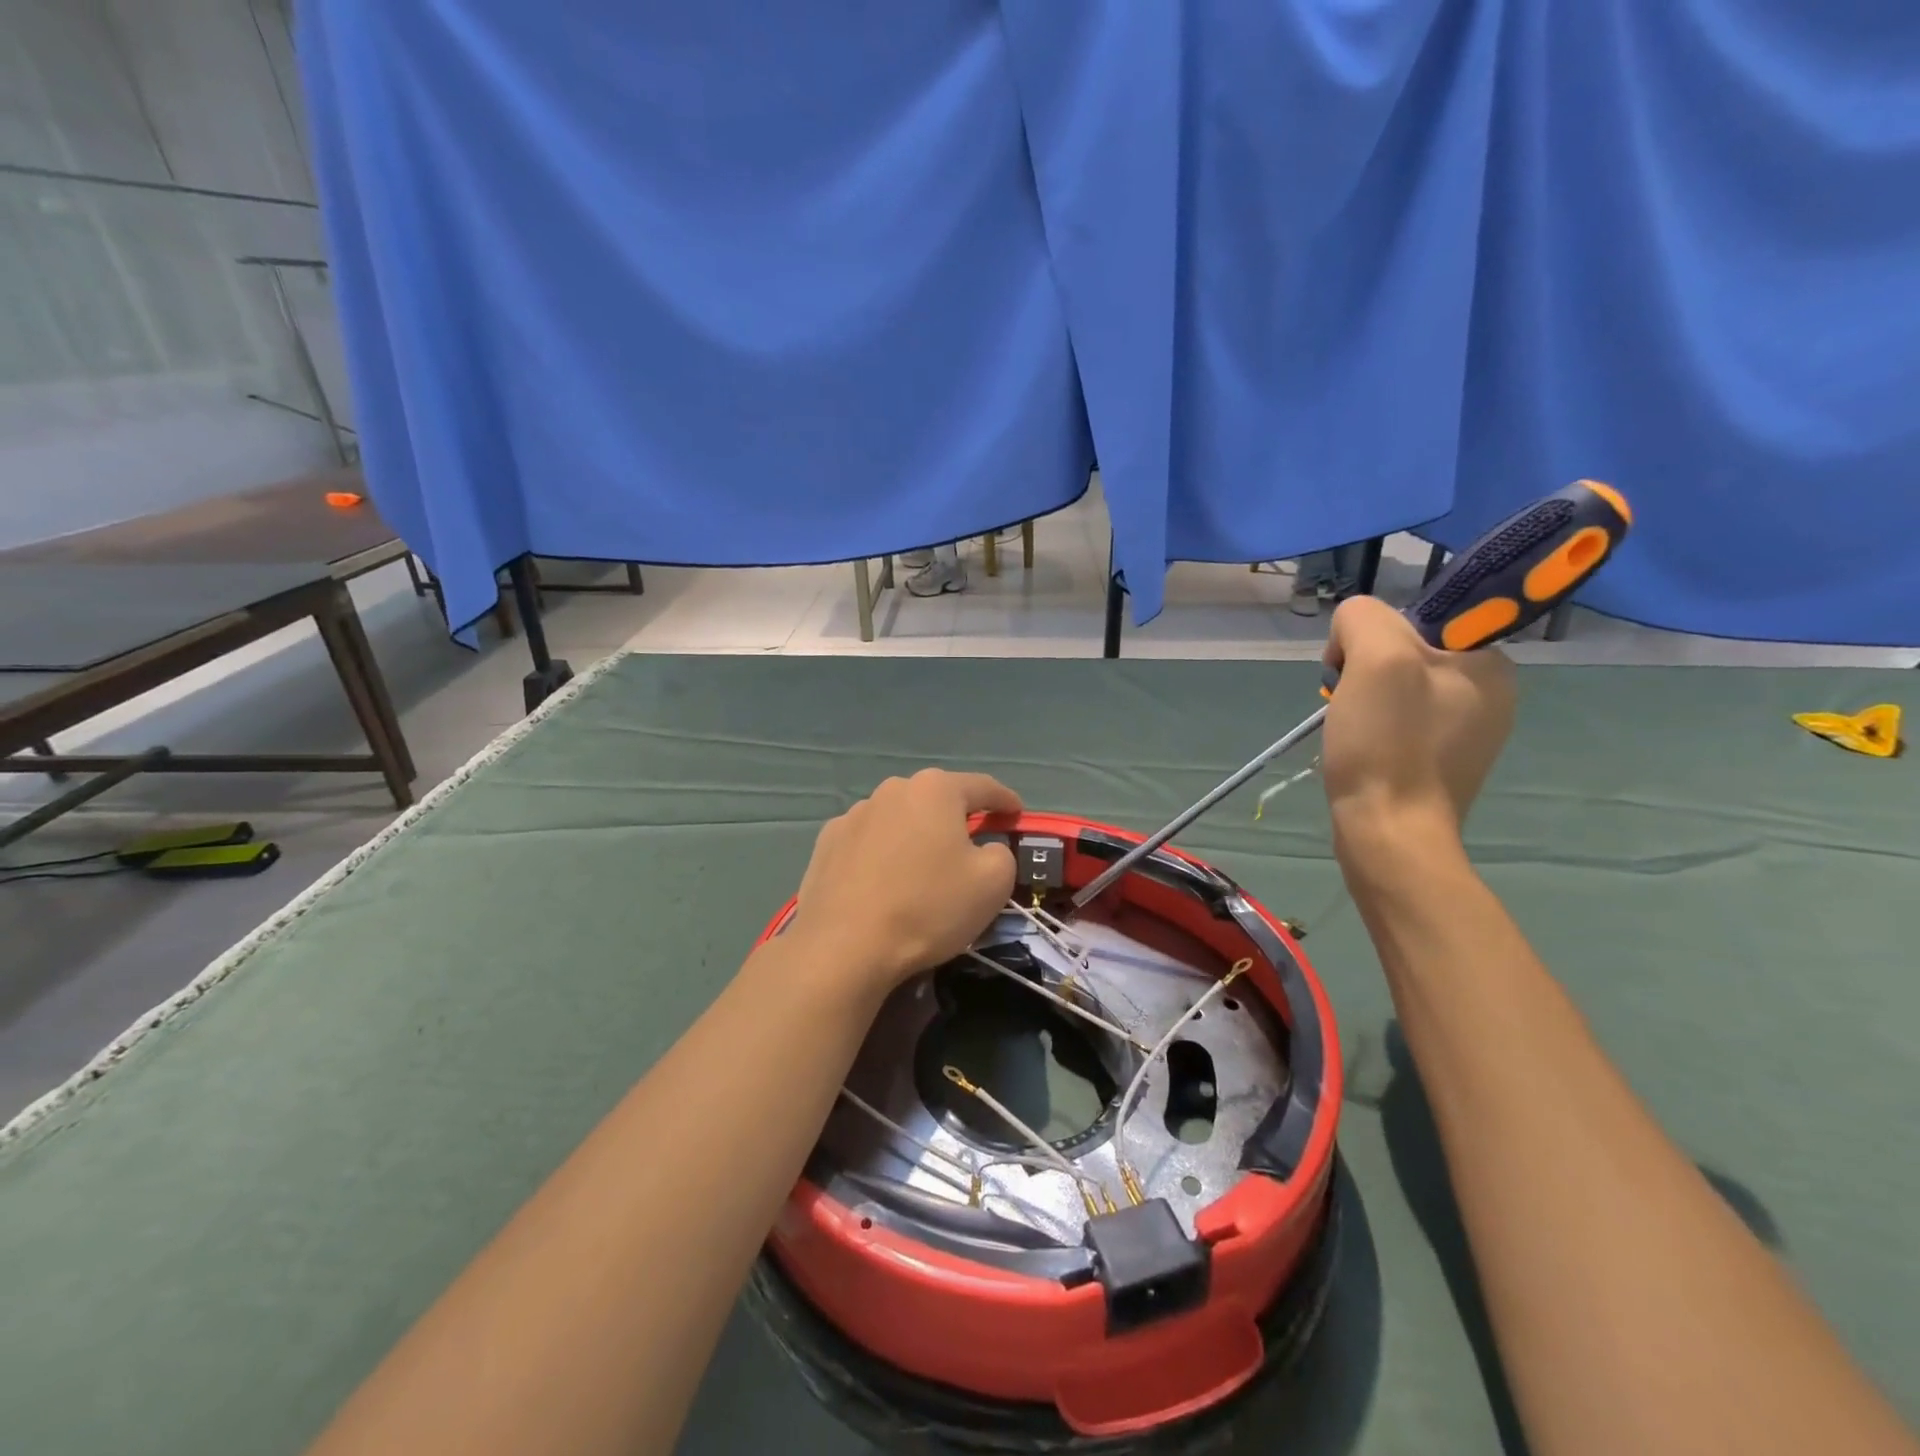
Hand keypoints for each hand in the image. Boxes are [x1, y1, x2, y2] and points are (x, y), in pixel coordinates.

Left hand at [791, 769, 1021, 994]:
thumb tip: (986, 849)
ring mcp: (854, 814)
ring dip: (916, 835)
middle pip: (937, 800)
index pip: (983, 787)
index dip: (1005, 800)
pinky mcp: (827, 842)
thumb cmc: (928, 907)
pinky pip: (869, 841)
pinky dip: (882, 853)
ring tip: (921, 869)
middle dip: (957, 818)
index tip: (1016, 814)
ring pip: (900, 819)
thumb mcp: (993, 883)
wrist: (845, 946)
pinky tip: (883, 881)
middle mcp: (893, 789)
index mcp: (936, 789)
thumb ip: (1002, 853)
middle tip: (970, 848)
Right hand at [1321, 596, 1515, 863]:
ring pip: (1398, 688)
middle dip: (1365, 670)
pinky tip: (1361, 749)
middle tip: (1349, 704)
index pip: (1419, 618)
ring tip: (1351, 730)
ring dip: (1364, 700)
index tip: (1357, 671)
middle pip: (1405, 653)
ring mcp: (1467, 731)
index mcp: (1489, 662)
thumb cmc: (1387, 744)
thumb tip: (1350, 633)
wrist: (1389, 833)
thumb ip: (1364, 618)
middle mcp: (1489, 692)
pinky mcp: (1441, 762)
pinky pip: (1400, 722)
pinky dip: (1373, 728)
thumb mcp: (1376, 658)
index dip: (1374, 637)